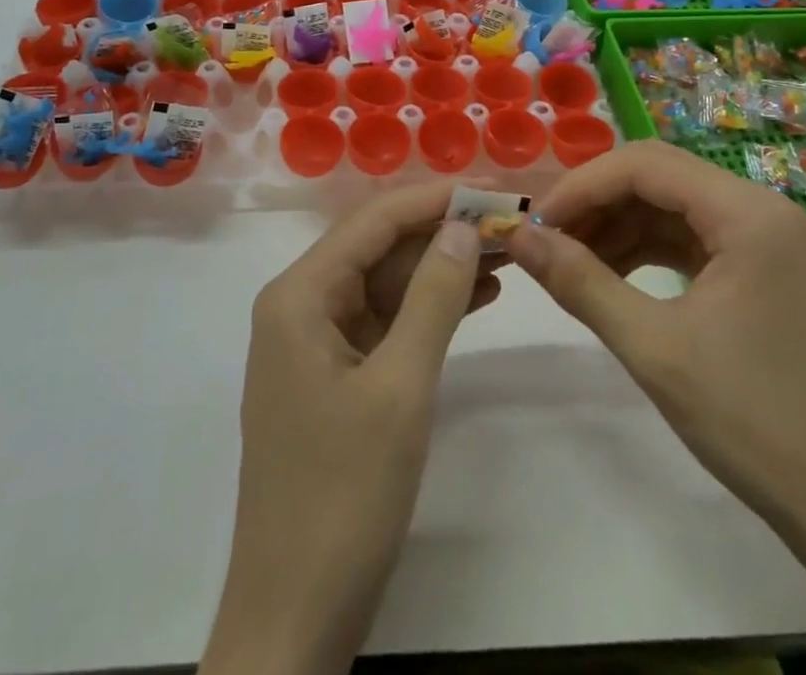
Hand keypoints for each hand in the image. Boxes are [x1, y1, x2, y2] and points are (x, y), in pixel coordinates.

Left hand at [200, 183, 495, 674]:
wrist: (295, 618)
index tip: (493, 187)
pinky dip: (429, 309)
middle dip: (443, 231)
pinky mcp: (335, 376)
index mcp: (300, 295)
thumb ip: (434, 297)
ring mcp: (316, 342)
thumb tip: (464, 225)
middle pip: (379, 247)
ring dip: (442, 268)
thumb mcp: (401, 388)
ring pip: (386, 283)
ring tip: (508, 250)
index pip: (374, 221)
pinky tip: (480, 295)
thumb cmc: (344, 495)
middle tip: (510, 218)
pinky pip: (386, 322)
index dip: (435, 198)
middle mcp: (301, 305)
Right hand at [505, 140, 805, 542]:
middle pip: (658, 176)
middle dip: (596, 202)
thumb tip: (516, 237)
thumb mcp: (654, 349)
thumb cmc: (753, 424)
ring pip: (671, 205)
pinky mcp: (762, 268)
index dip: (581, 186)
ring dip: (616, 225)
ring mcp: (766, 239)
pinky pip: (690, 237)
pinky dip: (645, 248)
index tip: (534, 223)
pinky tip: (610, 275)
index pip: (645, 165)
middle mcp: (761, 209)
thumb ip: (579, 282)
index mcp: (748, 213)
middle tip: (546, 239)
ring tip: (568, 260)